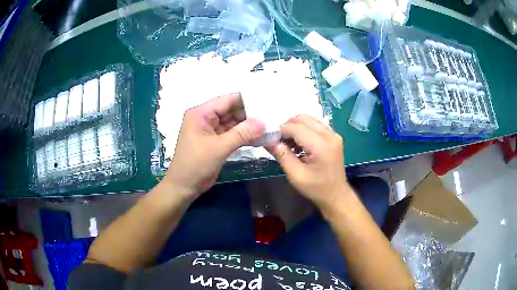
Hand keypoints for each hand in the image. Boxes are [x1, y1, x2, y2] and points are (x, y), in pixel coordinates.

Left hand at [164, 93, 264, 200]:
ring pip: (233, 123)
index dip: (247, 100)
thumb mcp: (218, 148)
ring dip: (248, 126)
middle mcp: (206, 118)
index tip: (266, 102)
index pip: (227, 100)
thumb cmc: (196, 164)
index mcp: (201, 113)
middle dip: (250, 114)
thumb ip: (241, 134)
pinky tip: (259, 138)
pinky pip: (232, 134)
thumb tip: (263, 122)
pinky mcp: (216, 142)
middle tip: (271, 116)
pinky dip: (244, 136)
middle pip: (231, 110)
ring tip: (269, 126)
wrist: (184, 187)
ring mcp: (211, 130)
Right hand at [266, 114, 350, 209]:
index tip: (270, 140)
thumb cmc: (316, 189)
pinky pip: (314, 125)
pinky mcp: (333, 137)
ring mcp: (333, 134)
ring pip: (308, 120)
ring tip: (288, 144)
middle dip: (287, 127)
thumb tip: (268, 140)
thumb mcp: (296, 175)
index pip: (295, 127)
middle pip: (302, 118)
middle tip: (279, 142)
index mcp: (321, 145)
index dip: (280, 131)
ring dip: (295, 128)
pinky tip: (298, 145)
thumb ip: (282, 155)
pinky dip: (303, 130)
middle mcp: (329, 134)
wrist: (336, 195)